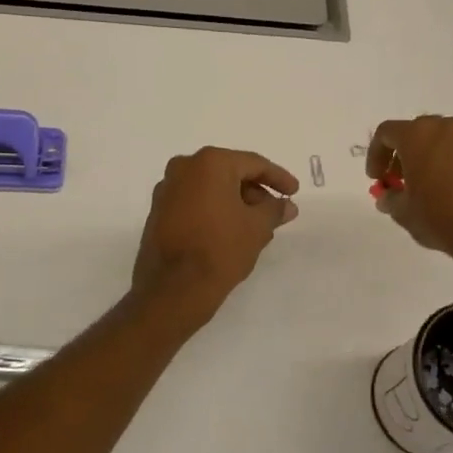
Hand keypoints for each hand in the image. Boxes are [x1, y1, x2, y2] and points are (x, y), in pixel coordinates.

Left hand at [131, 147, 299, 326]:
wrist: (173, 289)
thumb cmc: (220, 249)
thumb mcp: (257, 228)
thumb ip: (274, 210)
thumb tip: (287, 205)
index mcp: (209, 163)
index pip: (253, 164)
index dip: (278, 177)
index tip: (294, 191)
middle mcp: (183, 168)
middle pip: (229, 173)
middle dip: (254, 192)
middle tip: (274, 212)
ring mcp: (166, 190)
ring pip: (210, 189)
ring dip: (235, 203)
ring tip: (256, 227)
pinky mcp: (158, 212)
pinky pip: (194, 203)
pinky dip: (214, 211)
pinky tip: (230, 231)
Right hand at [367, 115, 452, 289]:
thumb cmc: (440, 216)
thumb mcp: (404, 212)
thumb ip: (390, 199)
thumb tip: (388, 197)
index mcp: (418, 135)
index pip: (386, 133)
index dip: (376, 154)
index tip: (376, 178)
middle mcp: (445, 129)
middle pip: (415, 133)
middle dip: (402, 155)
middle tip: (398, 181)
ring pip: (440, 142)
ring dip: (427, 159)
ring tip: (424, 189)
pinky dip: (449, 166)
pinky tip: (449, 193)